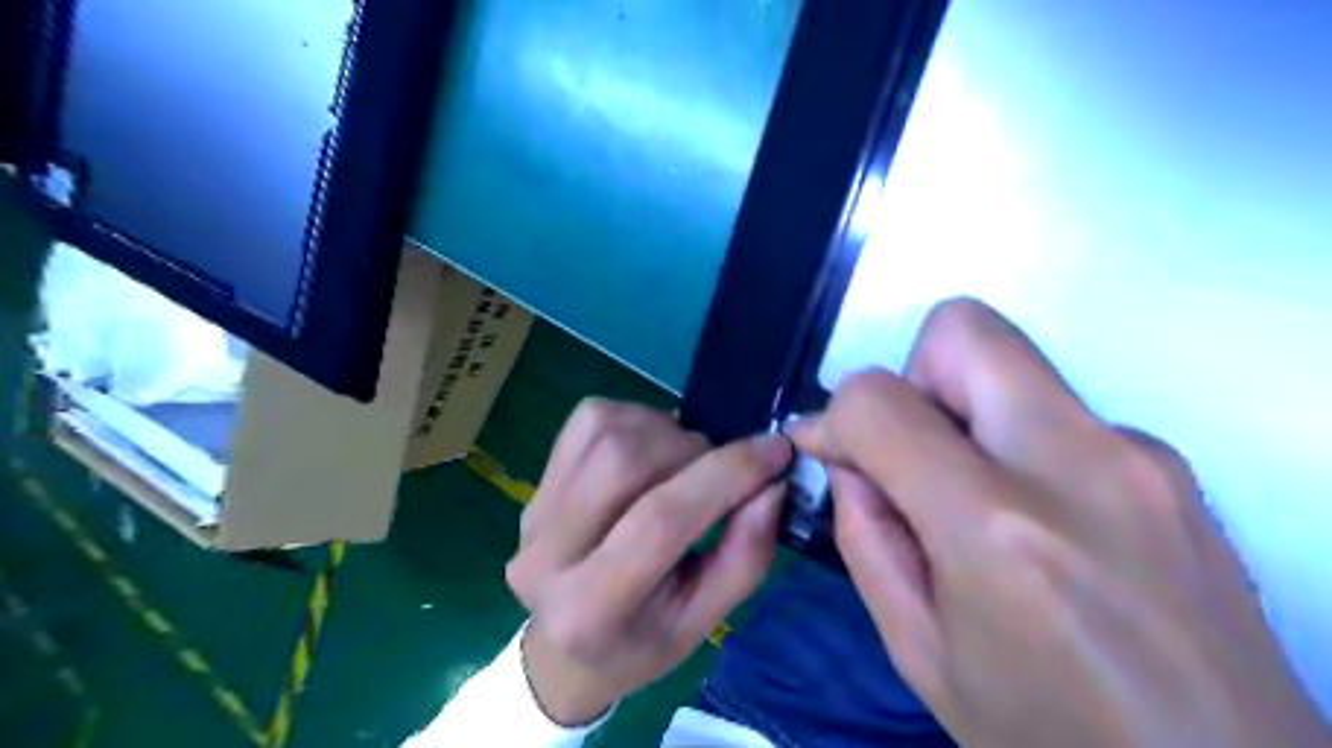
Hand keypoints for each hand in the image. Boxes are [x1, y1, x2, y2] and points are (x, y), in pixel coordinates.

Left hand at [505, 402, 782, 728]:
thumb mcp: (703, 621)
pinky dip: (638, 420)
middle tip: (720, 469)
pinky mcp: (537, 478)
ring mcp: (535, 508)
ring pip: (607, 431)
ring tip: (685, 463)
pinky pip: (592, 419)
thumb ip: (744, 556)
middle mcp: (547, 552)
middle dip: (693, 451)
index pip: (661, 520)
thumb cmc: (640, 641)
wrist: (562, 648)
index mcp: (590, 608)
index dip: (726, 475)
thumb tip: (772, 485)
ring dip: (666, 432)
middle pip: (625, 462)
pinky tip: (652, 449)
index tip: (775, 451)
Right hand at [789, 298, 1330, 747]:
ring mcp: (1139, 454)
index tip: (828, 452)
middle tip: (911, 454)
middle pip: (963, 329)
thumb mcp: (918, 650)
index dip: (834, 416)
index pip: (880, 401)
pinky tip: (1032, 522)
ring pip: (1011, 363)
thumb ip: (864, 536)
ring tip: (968, 500)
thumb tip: (848, 460)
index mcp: (997, 528)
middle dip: (911, 376)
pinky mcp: (1171, 463)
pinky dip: (1015, 441)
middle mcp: (1077, 464)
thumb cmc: (1049, 736)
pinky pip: (1056, 410)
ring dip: (962, 410)